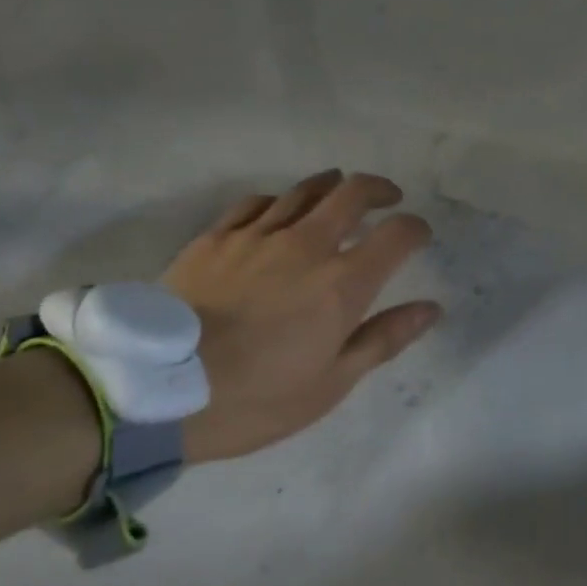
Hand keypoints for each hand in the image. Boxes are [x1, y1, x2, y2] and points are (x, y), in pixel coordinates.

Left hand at [160, 170, 441, 463]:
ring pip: (304, 190)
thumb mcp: (330, 384)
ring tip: (340, 192)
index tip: (420, 236)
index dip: (416, 228)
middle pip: (352, 193)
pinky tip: (278, 209)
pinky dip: (278, 200)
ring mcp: (258, 235)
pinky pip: (255, 202)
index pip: (396, 234)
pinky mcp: (216, 237)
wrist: (156, 392)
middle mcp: (306, 245)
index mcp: (341, 283)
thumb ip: (384, 339)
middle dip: (379, 190)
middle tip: (387, 199)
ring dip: (332, 186)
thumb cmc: (254, 399)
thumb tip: (431, 308)